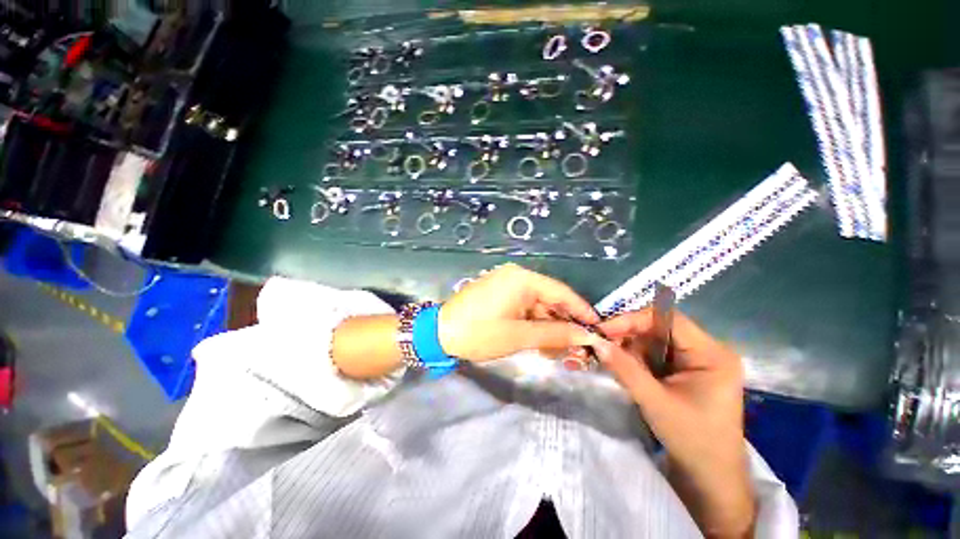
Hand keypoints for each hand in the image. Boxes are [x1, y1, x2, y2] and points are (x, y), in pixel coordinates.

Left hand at [438, 264, 602, 361]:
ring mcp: (506, 284)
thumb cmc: (480, 333)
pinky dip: (533, 323)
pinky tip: (540, 340)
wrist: (439, 333)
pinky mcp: (499, 294)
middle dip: (564, 323)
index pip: (561, 292)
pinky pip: (523, 307)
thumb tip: (586, 336)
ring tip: (560, 349)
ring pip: (537, 305)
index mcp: (522, 279)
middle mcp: (516, 276)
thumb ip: (555, 334)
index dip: (581, 311)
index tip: (598, 328)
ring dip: (548, 326)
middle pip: (549, 299)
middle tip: (579, 346)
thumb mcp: (520, 336)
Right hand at [594, 309, 754, 537]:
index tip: (604, 330)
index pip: (668, 319)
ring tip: (612, 360)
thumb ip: (624, 369)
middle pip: (659, 328)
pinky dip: (637, 358)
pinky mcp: (686, 370)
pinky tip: (625, 368)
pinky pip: (656, 353)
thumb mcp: (654, 402)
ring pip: (654, 340)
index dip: (633, 319)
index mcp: (711, 354)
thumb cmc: (692, 440)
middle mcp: (707, 350)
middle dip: (629, 335)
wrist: (710, 477)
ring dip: (630, 348)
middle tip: (602, 344)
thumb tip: (595, 341)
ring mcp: (697, 360)